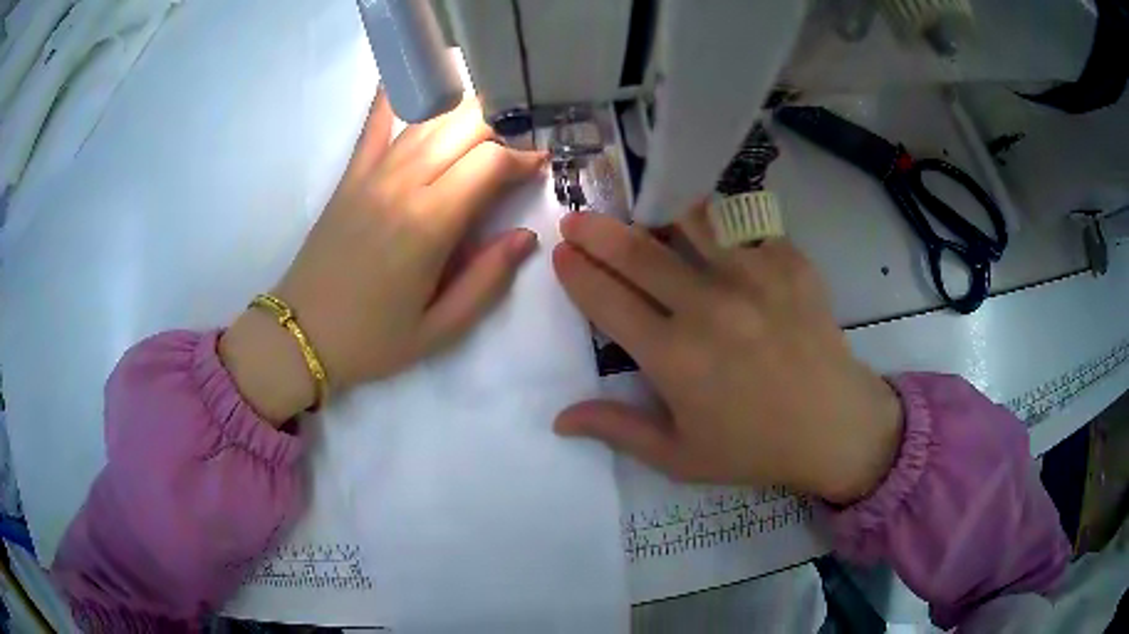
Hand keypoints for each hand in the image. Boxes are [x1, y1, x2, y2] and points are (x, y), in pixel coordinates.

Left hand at [220, 91, 545, 422]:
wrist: (300, 334)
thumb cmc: (372, 339)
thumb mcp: (440, 329)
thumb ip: (488, 280)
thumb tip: (526, 236)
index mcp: (429, 223)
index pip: (490, 162)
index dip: (523, 158)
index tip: (539, 167)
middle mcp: (403, 183)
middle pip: (465, 125)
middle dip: (501, 129)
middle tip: (513, 152)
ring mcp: (372, 172)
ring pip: (430, 116)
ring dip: (465, 110)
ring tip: (485, 123)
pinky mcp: (351, 173)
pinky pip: (377, 120)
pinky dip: (398, 92)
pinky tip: (417, 74)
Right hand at [551, 206, 903, 504]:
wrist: (834, 426)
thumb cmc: (755, 447)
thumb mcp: (680, 457)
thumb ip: (619, 430)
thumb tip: (560, 419)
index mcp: (675, 358)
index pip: (607, 301)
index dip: (577, 273)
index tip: (562, 254)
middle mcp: (708, 308)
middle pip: (637, 252)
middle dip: (596, 231)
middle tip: (576, 219)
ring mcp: (754, 278)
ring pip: (691, 222)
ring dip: (662, 218)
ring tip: (654, 225)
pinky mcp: (789, 263)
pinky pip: (744, 223)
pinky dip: (721, 223)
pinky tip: (718, 236)